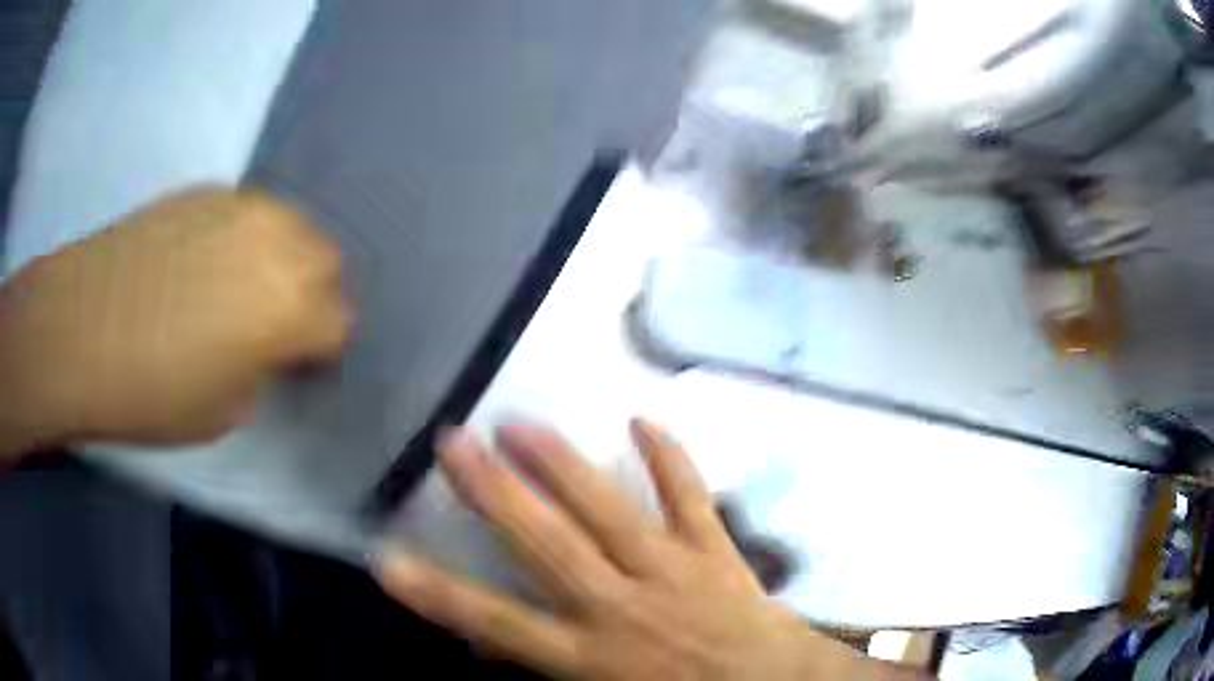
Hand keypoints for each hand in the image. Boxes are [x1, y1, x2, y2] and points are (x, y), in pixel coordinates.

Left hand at [0, 188, 350, 455]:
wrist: (79, 329)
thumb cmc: (151, 390)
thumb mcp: (226, 411)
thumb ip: (264, 370)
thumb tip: (268, 347)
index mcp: (292, 307)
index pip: (340, 322)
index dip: (320, 351)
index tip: (295, 366)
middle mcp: (280, 241)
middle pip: (326, 262)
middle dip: (310, 296)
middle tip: (271, 326)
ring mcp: (242, 205)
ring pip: (291, 227)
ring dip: (280, 261)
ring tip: (239, 289)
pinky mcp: (207, 190)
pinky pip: (248, 213)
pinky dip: (243, 238)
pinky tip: (204, 262)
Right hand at [375, 420, 911, 679]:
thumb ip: (542, 671)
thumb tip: (486, 649)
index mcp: (591, 656)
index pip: (497, 624)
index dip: (439, 594)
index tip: (387, 557)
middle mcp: (623, 607)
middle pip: (547, 546)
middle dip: (495, 494)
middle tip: (453, 442)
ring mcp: (673, 572)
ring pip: (610, 512)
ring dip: (563, 466)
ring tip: (520, 423)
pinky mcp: (716, 552)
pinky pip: (691, 499)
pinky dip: (670, 459)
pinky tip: (644, 419)